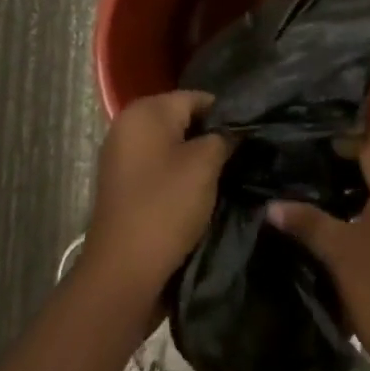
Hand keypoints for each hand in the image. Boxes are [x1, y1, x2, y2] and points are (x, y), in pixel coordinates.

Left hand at [80, 91, 230, 310]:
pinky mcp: (121, 184)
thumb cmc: (166, 206)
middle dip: (210, 135)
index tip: (249, 135)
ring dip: (195, 157)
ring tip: (223, 174)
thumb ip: (224, 136)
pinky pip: (158, 166)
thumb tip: (236, 129)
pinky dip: (177, 174)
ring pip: (171, 145)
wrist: (123, 273)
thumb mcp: (206, 165)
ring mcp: (120, 156)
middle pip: (182, 119)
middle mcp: (128, 124)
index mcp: (145, 111)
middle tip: (239, 155)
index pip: (198, 97)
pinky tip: (197, 192)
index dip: (226, 115)